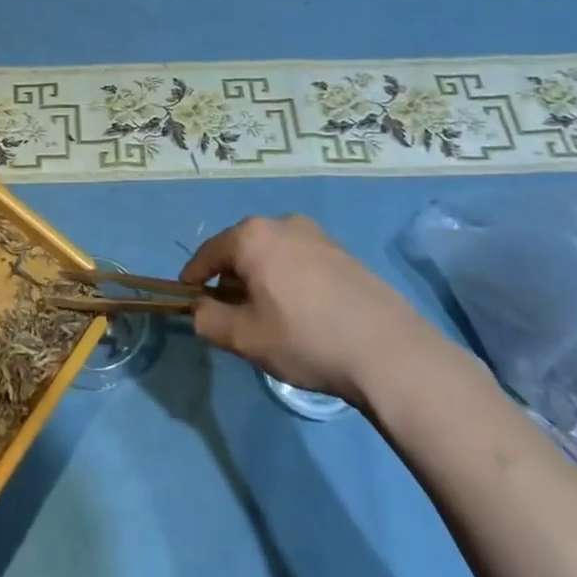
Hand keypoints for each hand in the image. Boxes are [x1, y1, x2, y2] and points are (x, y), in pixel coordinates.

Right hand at [180, 215, 447, 407]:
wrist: (389, 352)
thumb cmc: (305, 339)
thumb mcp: (244, 337)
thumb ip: (207, 319)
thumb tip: (199, 308)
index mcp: (251, 236)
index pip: (207, 253)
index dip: (193, 277)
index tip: (187, 298)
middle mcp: (281, 224)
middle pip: (240, 249)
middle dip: (229, 278)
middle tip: (229, 312)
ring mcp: (316, 235)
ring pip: (271, 254)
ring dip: (261, 278)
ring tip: (267, 314)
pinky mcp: (342, 252)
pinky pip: (299, 260)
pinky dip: (288, 278)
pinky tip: (301, 312)